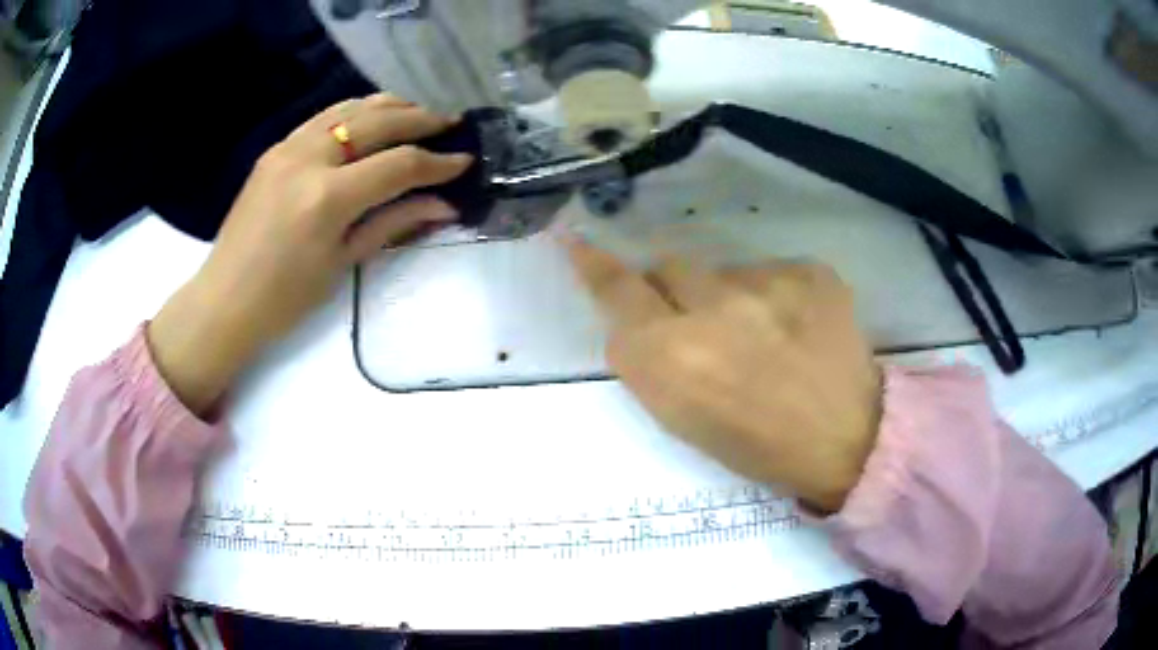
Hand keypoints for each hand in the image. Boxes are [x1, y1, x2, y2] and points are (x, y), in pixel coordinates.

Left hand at [149, 94, 472, 414]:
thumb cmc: (285, 298)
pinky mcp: (276, 148)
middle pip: (378, 122)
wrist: (225, 300)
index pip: (398, 164)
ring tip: (418, 113)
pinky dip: (355, 110)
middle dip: (421, 120)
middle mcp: (309, 158)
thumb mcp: (344, 262)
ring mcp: (288, 147)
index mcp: (328, 197)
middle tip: (451, 124)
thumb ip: (394, 222)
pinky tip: (372, 117)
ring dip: (390, 107)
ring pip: (349, 108)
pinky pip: (323, 116)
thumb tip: (444, 205)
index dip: (437, 162)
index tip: (465, 161)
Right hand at [568, 240, 881, 512]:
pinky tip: (798, 327)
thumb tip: (638, 321)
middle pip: (668, 267)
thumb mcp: (682, 420)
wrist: (847, 438)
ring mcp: (766, 283)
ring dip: (730, 297)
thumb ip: (649, 363)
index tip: (576, 240)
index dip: (593, 264)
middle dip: (674, 291)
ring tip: (765, 334)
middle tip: (703, 322)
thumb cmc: (756, 447)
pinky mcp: (808, 270)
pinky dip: (775, 295)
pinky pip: (771, 271)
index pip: (617, 290)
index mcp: (672, 358)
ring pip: (723, 270)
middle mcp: (711, 309)